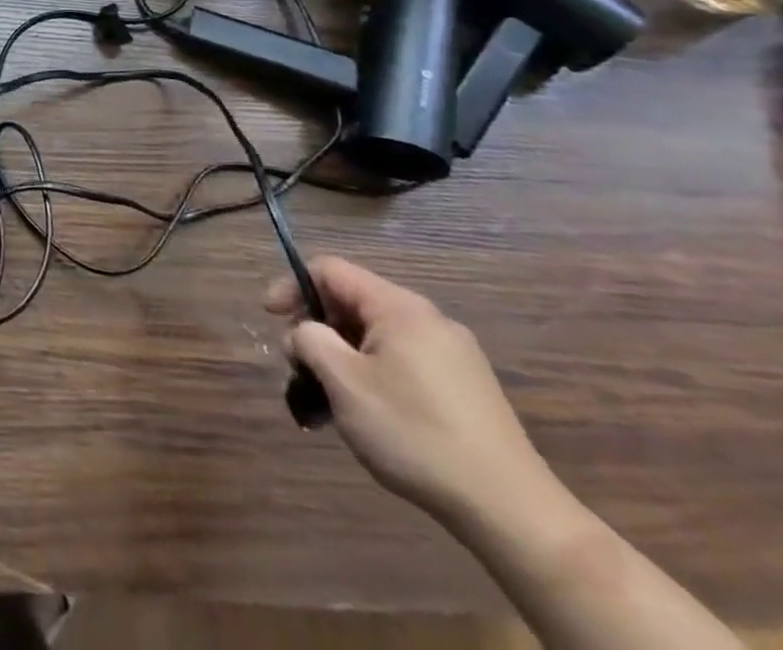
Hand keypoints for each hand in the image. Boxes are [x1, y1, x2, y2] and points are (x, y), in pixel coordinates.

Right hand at [265, 256, 550, 524]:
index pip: (329, 270)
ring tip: (329, 393)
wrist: (512, 512)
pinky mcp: (466, 388)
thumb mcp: (343, 381)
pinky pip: (402, 360)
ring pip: (376, 334)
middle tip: (299, 363)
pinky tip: (369, 411)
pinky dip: (372, 372)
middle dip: (317, 325)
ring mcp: (453, 355)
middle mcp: (429, 320)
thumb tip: (306, 334)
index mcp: (399, 308)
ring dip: (342, 353)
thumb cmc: (415, 433)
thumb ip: (309, 339)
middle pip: (353, 301)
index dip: (292, 286)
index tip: (271, 319)